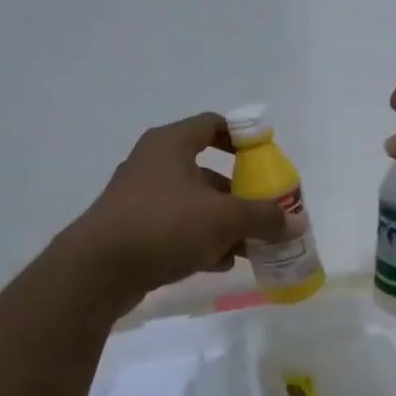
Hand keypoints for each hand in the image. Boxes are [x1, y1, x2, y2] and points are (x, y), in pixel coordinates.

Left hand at [71, 113, 291, 300]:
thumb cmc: (164, 226)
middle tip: (265, 211)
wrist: (98, 271)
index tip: (267, 158)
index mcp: (171, 144)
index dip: (243, 137)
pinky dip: (199, 241)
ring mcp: (140, 198)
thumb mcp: (223, 219)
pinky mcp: (133, 230)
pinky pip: (176, 228)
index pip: (213, 125)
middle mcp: (153, 164)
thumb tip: (297, 223)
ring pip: (193, 204)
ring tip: (249, 245)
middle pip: (207, 170)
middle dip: (239, 193)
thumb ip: (263, 217)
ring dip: (223, 223)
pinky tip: (219, 263)